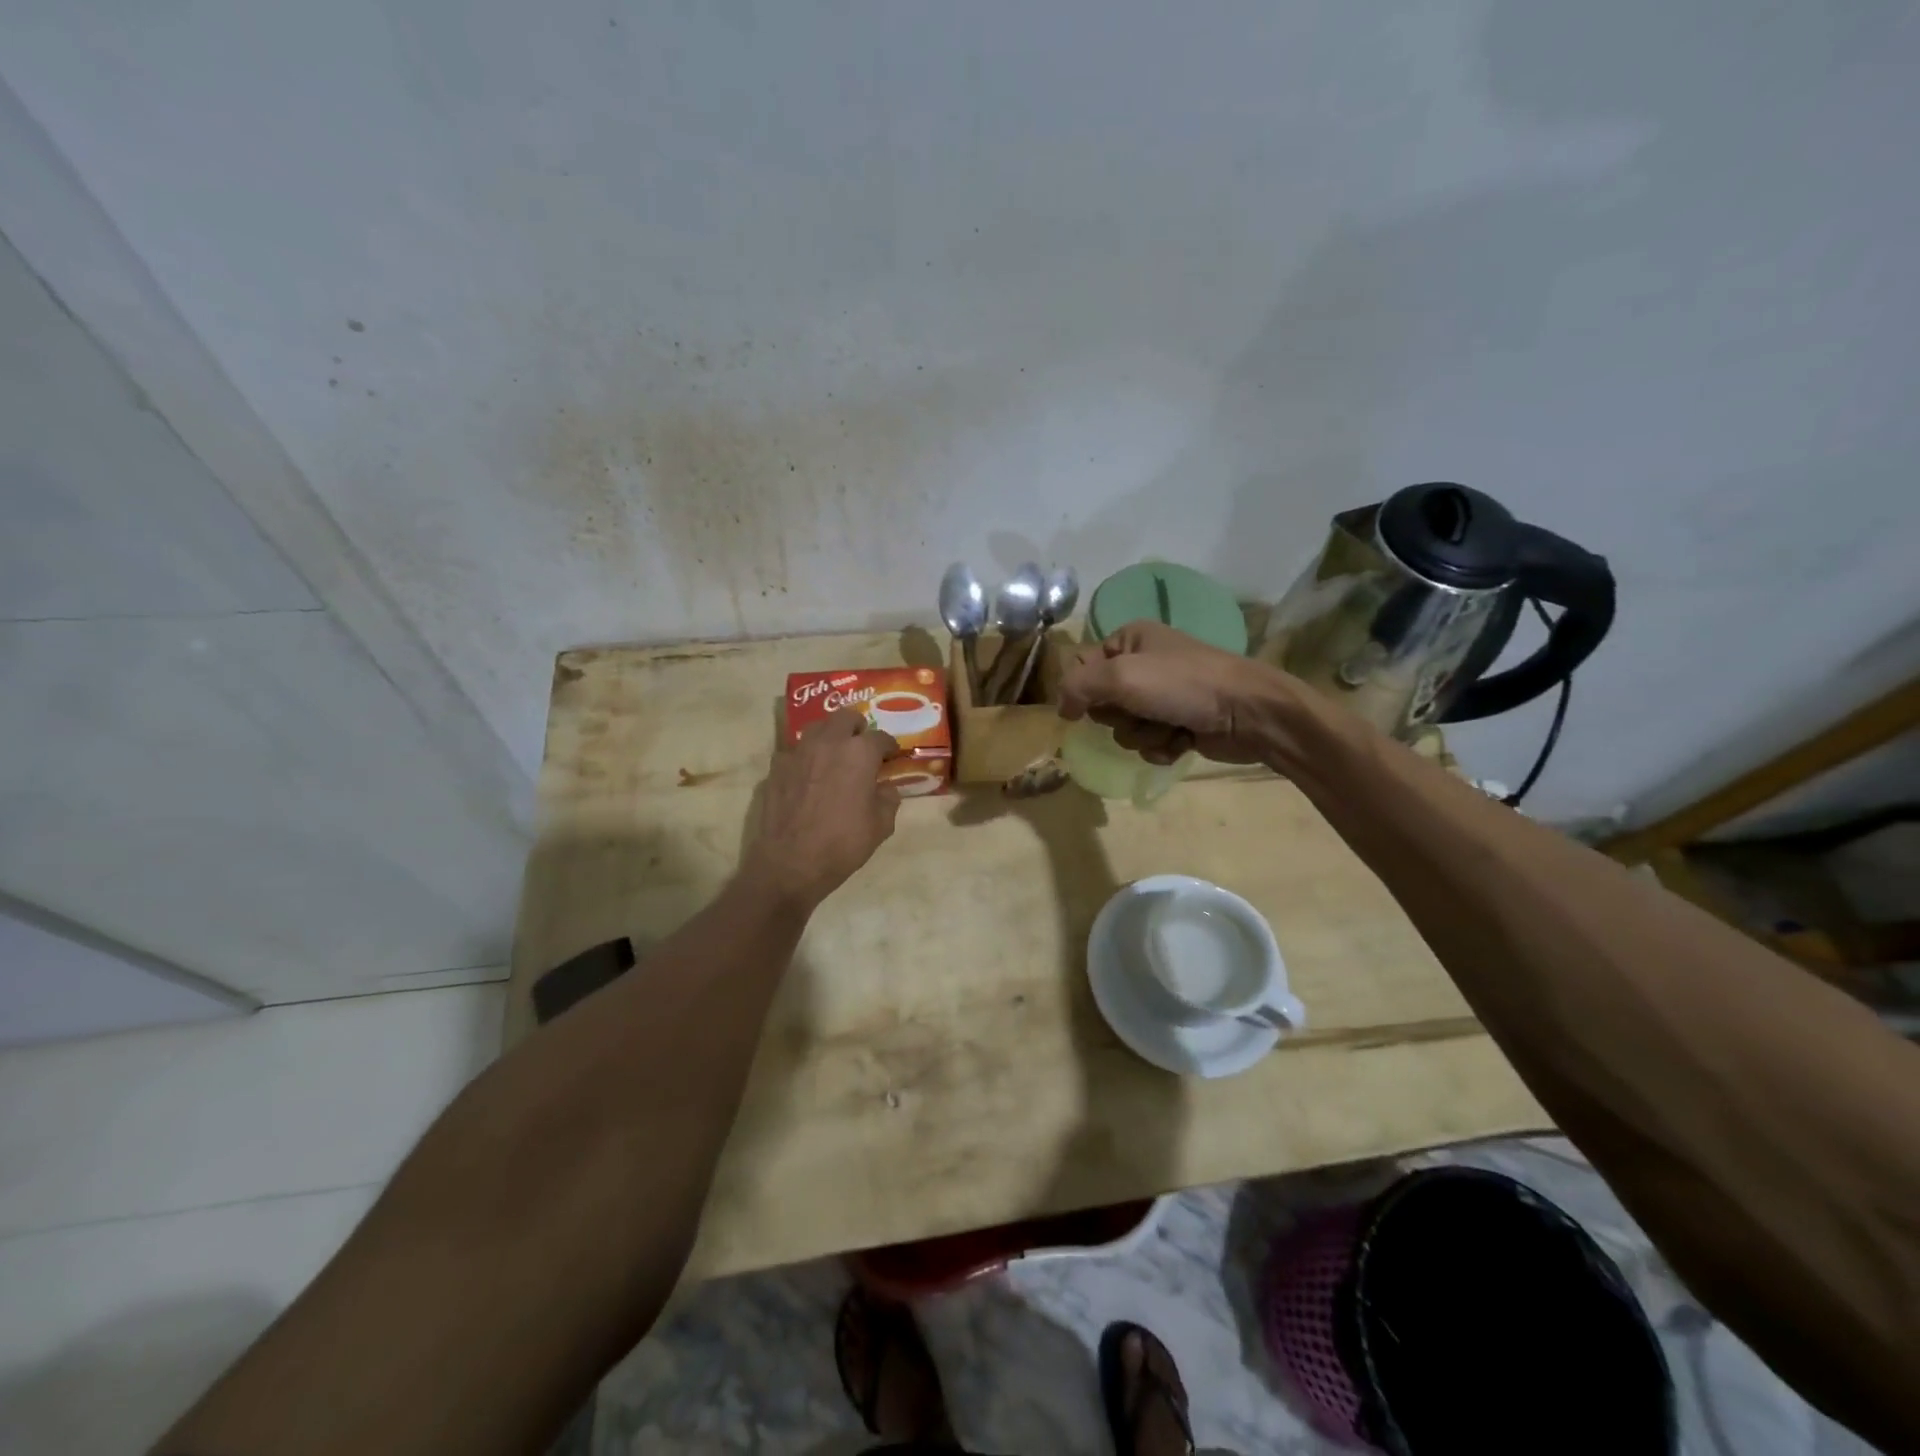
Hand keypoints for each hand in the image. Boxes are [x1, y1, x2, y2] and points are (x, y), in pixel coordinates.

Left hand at [743, 709, 900, 909]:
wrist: (790, 864)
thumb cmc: (842, 844)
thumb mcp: (881, 826)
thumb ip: (888, 799)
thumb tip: (885, 788)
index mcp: (859, 753)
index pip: (880, 737)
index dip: (889, 747)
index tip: (891, 756)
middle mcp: (828, 743)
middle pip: (845, 717)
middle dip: (857, 727)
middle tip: (862, 745)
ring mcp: (798, 752)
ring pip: (817, 728)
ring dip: (830, 735)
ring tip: (834, 754)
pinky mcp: (776, 767)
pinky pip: (794, 751)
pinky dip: (805, 757)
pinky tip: (807, 775)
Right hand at [1057, 620, 1300, 765]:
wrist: (1248, 712)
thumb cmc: (1183, 685)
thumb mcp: (1121, 676)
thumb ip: (1077, 686)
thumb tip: (1061, 708)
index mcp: (1130, 639)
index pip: (1082, 666)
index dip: (1085, 689)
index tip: (1100, 701)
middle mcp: (1143, 664)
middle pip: (1101, 702)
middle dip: (1120, 716)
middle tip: (1143, 711)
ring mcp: (1162, 696)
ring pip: (1125, 728)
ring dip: (1143, 735)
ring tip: (1170, 727)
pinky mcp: (1179, 723)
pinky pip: (1148, 743)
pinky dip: (1161, 747)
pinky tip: (1182, 741)